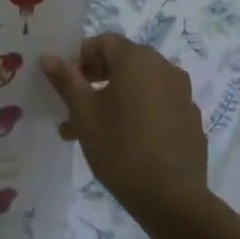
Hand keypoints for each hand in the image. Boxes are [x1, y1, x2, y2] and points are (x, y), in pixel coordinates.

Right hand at [42, 35, 209, 217]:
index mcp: (137, 60)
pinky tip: (124, 142)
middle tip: (74, 105)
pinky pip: (158, 105)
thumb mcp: (83, 113)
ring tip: (91, 131)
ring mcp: (182, 94)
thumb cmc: (119, 147)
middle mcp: (164, 68)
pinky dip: (138, 112)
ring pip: (140, 86)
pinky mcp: (190, 119)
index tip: (65, 82)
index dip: (80, 57)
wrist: (172, 197)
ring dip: (114, 98)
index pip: (104, 42)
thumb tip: (49, 56)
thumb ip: (66, 80)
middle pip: (123, 62)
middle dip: (95, 79)